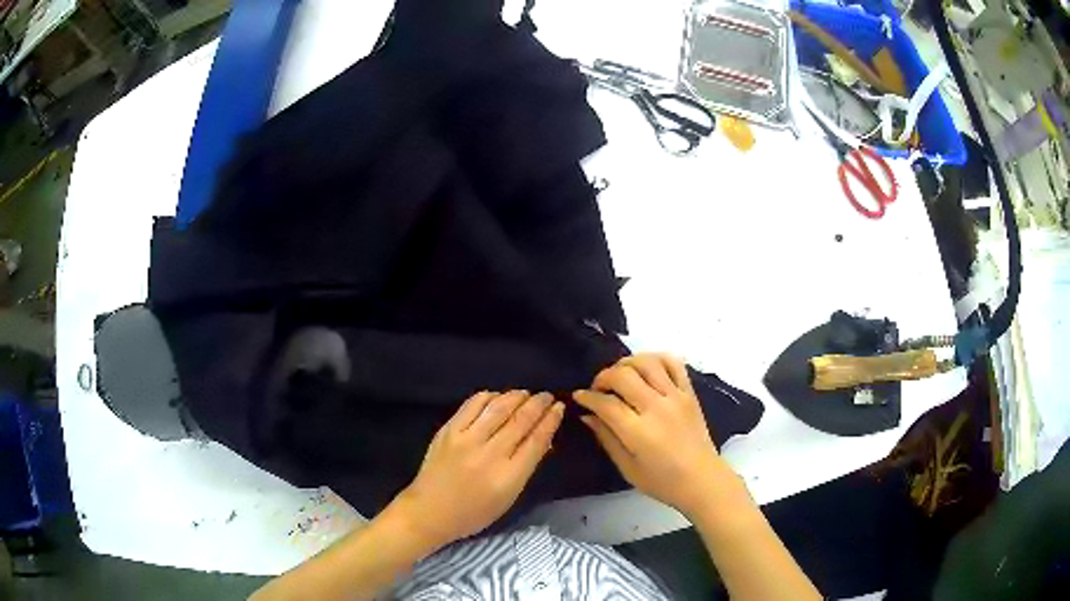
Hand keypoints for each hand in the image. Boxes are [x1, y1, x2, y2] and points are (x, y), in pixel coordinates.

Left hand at [394, 390, 564, 549]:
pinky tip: (498, 396)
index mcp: (508, 476)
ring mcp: (466, 440)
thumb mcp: (509, 498)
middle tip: (548, 396)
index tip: (559, 408)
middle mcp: (489, 454)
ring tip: (527, 393)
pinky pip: (473, 405)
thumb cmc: (473, 512)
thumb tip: (544, 440)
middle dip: (538, 404)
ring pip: (498, 408)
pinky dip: (489, 397)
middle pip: (520, 421)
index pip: (536, 441)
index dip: (550, 421)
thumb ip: (526, 467)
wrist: (429, 510)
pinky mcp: (448, 430)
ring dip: (516, 396)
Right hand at [574, 354, 737, 517]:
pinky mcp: (689, 392)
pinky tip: (646, 368)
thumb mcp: (627, 468)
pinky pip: (674, 363)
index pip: (606, 403)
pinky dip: (657, 358)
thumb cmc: (662, 482)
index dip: (587, 397)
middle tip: (598, 389)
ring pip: (647, 362)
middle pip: (623, 375)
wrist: (702, 480)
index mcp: (639, 432)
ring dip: (627, 363)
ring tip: (621, 375)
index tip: (579, 397)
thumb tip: (587, 416)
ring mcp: (676, 396)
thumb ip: (606, 438)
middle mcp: (657, 407)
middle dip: (603, 377)